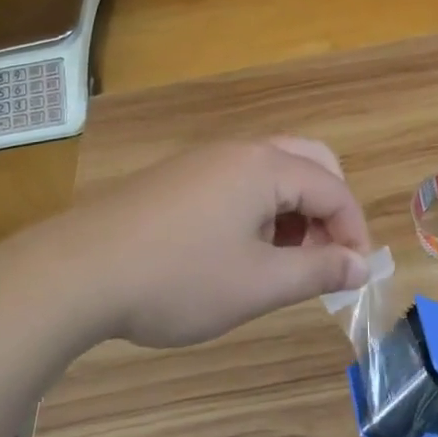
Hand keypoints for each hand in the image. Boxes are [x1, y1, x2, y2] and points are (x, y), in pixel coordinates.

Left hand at [64, 138, 372, 347]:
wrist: (76, 272)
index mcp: (266, 167)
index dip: (353, 232)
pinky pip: (240, 182)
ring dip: (294, 211)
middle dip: (327, 210)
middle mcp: (240, 151)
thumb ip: (317, 271)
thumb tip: (361, 266)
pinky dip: (260, 210)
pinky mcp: (180, 178)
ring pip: (274, 172)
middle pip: (310, 164)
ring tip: (281, 263)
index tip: (353, 276)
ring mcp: (205, 161)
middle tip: (322, 257)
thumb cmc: (177, 279)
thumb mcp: (257, 285)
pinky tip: (239, 252)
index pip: (334, 189)